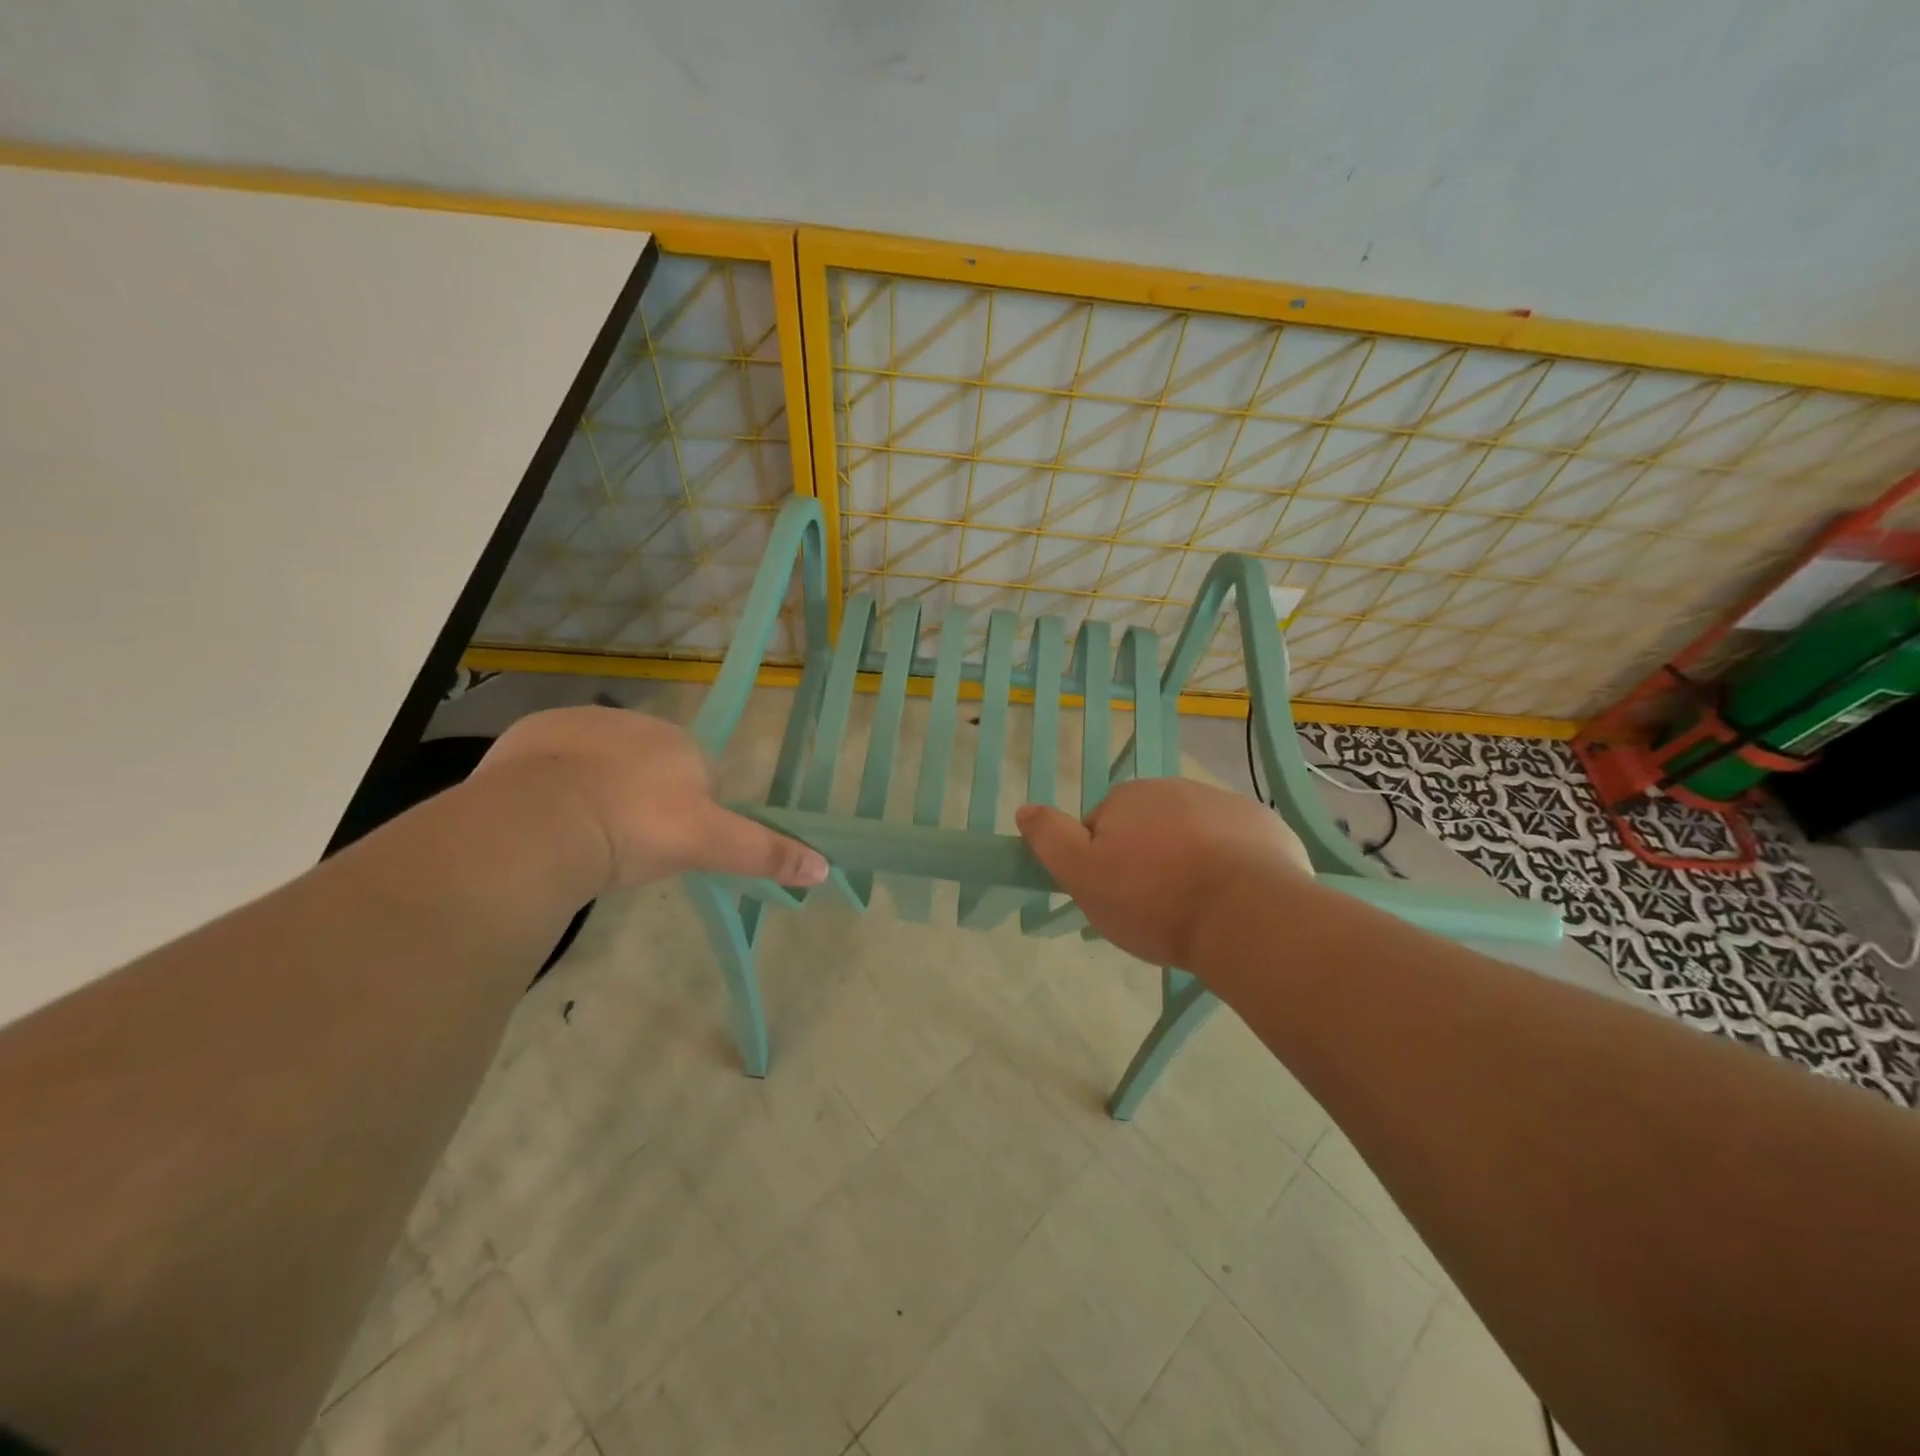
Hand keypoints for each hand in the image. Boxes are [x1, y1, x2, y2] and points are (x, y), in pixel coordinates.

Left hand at [476, 706, 827, 891]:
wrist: (543, 820)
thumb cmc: (637, 828)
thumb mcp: (707, 845)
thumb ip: (764, 852)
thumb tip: (824, 868)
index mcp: (680, 744)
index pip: (698, 777)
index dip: (687, 815)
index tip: (668, 847)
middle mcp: (635, 723)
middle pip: (648, 767)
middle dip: (641, 800)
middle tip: (625, 846)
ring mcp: (579, 723)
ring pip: (599, 762)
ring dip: (597, 790)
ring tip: (582, 837)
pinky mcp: (530, 733)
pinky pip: (551, 761)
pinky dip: (553, 784)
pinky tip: (546, 818)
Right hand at [1015, 778, 1312, 968]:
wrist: (1248, 917)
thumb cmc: (1154, 899)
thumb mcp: (1084, 876)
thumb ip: (1050, 839)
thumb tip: (1025, 808)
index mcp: (1130, 796)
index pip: (1101, 826)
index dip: (1102, 863)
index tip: (1115, 897)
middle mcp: (1177, 788)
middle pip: (1148, 827)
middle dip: (1147, 859)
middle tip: (1153, 908)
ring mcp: (1227, 804)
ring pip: (1193, 835)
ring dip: (1188, 861)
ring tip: (1195, 908)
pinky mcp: (1267, 828)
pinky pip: (1237, 846)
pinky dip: (1231, 865)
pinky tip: (1232, 900)